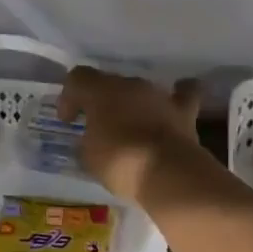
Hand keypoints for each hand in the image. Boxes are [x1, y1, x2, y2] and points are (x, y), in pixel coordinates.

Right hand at [56, 66, 203, 202]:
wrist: (167, 173)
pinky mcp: (184, 111)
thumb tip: (92, 140)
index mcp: (101, 91)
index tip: (68, 121)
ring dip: (132, 105)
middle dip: (101, 103)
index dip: (69, 97)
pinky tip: (172, 105)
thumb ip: (86, 141)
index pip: (77, 78)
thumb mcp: (88, 158)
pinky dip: (177, 97)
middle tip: (97, 128)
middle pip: (110, 84)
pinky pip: (182, 95)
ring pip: (140, 91)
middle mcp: (130, 85)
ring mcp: (159, 95)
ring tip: (130, 128)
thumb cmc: (119, 163)